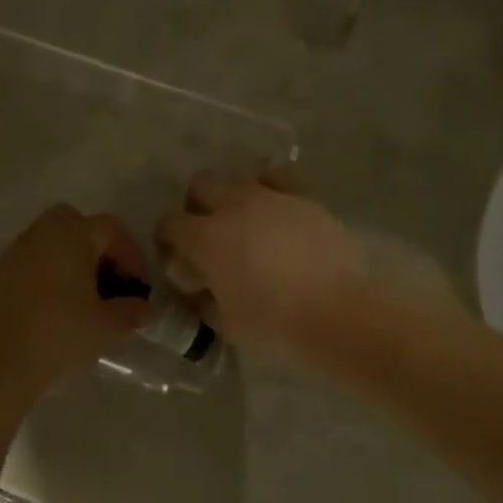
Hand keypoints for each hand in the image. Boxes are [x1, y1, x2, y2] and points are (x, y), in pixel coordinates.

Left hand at [0, 204, 152, 408]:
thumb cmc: (58, 337)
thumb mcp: (107, 327)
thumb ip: (131, 311)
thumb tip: (145, 307)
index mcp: (70, 235)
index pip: (111, 228)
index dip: (132, 254)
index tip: (139, 287)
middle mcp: (39, 234)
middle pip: (75, 225)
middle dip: (98, 249)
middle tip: (110, 283)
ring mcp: (13, 254)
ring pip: (51, 244)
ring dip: (72, 264)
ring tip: (86, 302)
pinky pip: (32, 265)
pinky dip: (49, 277)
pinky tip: (56, 312)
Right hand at [155, 170, 365, 353]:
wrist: (335, 313)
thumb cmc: (273, 323)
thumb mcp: (226, 322)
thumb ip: (206, 300)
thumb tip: (204, 291)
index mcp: (206, 237)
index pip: (170, 224)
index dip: (167, 239)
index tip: (176, 256)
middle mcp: (233, 206)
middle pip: (201, 184)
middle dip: (197, 204)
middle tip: (208, 231)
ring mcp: (271, 197)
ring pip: (239, 179)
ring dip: (234, 197)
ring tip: (247, 223)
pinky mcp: (304, 198)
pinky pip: (279, 179)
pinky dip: (271, 190)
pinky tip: (277, 211)